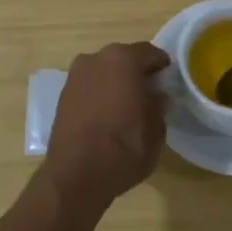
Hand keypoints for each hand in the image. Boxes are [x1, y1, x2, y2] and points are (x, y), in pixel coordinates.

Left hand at [42, 41, 170, 209]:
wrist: (74, 177)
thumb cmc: (123, 150)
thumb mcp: (156, 131)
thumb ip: (158, 105)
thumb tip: (156, 95)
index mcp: (123, 60)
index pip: (150, 53)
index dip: (162, 67)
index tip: (168, 82)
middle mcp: (97, 58)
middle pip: (125, 58)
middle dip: (137, 72)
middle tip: (149, 94)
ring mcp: (76, 75)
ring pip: (105, 70)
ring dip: (116, 81)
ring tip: (127, 106)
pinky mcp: (63, 94)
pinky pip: (90, 84)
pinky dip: (100, 92)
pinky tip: (106, 114)